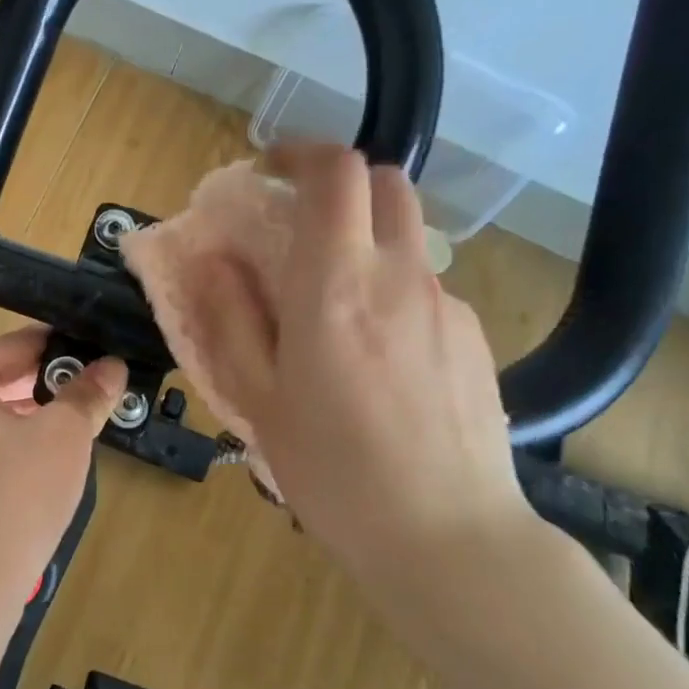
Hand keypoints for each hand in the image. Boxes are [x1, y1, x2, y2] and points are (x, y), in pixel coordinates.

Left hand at [0, 327, 125, 627]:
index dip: (63, 347)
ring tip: (74, 424)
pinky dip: (6, 442)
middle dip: (46, 385)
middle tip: (94, 391)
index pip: (14, 345)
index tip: (100, 352)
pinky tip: (40, 460)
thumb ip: (87, 393)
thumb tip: (112, 365)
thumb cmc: (14, 500)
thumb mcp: (63, 438)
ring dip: (28, 415)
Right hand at [181, 144, 535, 602]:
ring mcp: (446, 303)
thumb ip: (231, 319)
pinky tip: (380, 359)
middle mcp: (400, 276)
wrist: (447, 536)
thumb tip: (215, 259)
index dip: (302, 152)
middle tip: (301, 224)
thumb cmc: (333, 470)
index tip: (270, 169)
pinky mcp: (474, 335)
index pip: (336, 173)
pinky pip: (427, 287)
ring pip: (408, 236)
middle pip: (387, 182)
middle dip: (341, 184)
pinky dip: (394, 290)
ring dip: (367, 241)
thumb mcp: (259, 398)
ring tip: (335, 307)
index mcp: (336, 285)